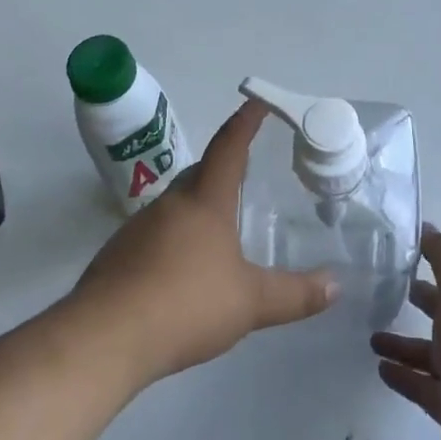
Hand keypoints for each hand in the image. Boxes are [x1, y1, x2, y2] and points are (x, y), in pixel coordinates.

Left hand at [70, 101, 336, 385]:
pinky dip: (175, 238)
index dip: (246, 123)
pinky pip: (155, 233)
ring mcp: (138, 228)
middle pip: (200, 173)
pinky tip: (184, 269)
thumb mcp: (250, 303)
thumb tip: (336, 285)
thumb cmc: (185, 305)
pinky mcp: (118, 255)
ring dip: (198, 205)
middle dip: (223, 166)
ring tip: (220, 227)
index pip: (229, 148)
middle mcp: (170, 204)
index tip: (258, 101)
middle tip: (246, 172)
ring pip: (176, 204)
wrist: (104, 338)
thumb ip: (294, 294)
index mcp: (204, 202)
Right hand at [372, 229, 440, 439]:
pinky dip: (402, 375)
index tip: (403, 246)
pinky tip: (379, 368)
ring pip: (430, 351)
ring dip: (403, 341)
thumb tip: (429, 228)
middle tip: (384, 287)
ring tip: (370, 334)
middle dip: (422, 298)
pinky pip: (422, 385)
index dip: (436, 258)